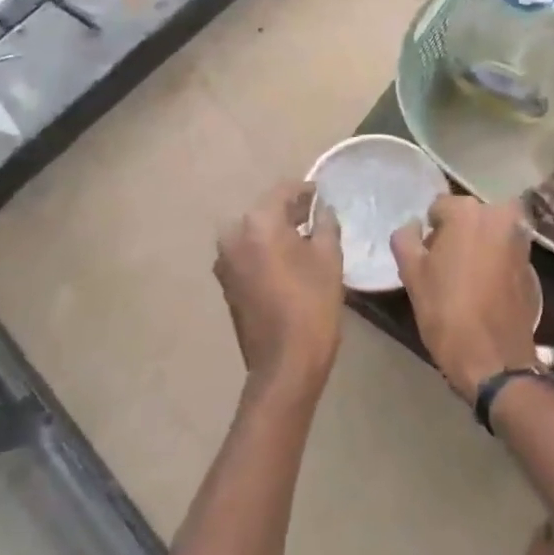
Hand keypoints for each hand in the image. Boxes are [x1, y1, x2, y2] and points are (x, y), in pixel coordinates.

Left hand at [214, 182, 344, 401]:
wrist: (284, 364)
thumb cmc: (312, 305)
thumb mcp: (329, 258)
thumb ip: (326, 224)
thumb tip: (323, 210)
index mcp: (258, 223)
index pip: (283, 190)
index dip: (306, 190)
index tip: (323, 195)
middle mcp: (233, 236)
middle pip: (265, 211)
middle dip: (290, 211)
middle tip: (317, 217)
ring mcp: (225, 261)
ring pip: (254, 233)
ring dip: (277, 232)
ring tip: (305, 240)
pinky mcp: (226, 283)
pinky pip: (248, 254)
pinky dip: (265, 251)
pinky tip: (288, 262)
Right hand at [391, 196, 537, 398]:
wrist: (493, 357)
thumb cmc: (446, 311)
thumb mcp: (412, 274)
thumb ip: (406, 239)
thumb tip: (414, 226)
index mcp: (468, 212)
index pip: (439, 208)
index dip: (429, 233)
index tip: (427, 258)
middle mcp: (500, 216)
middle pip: (469, 217)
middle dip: (457, 234)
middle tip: (445, 267)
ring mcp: (520, 239)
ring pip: (489, 233)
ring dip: (477, 246)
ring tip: (464, 279)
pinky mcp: (532, 264)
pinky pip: (505, 251)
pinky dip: (494, 261)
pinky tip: (484, 289)